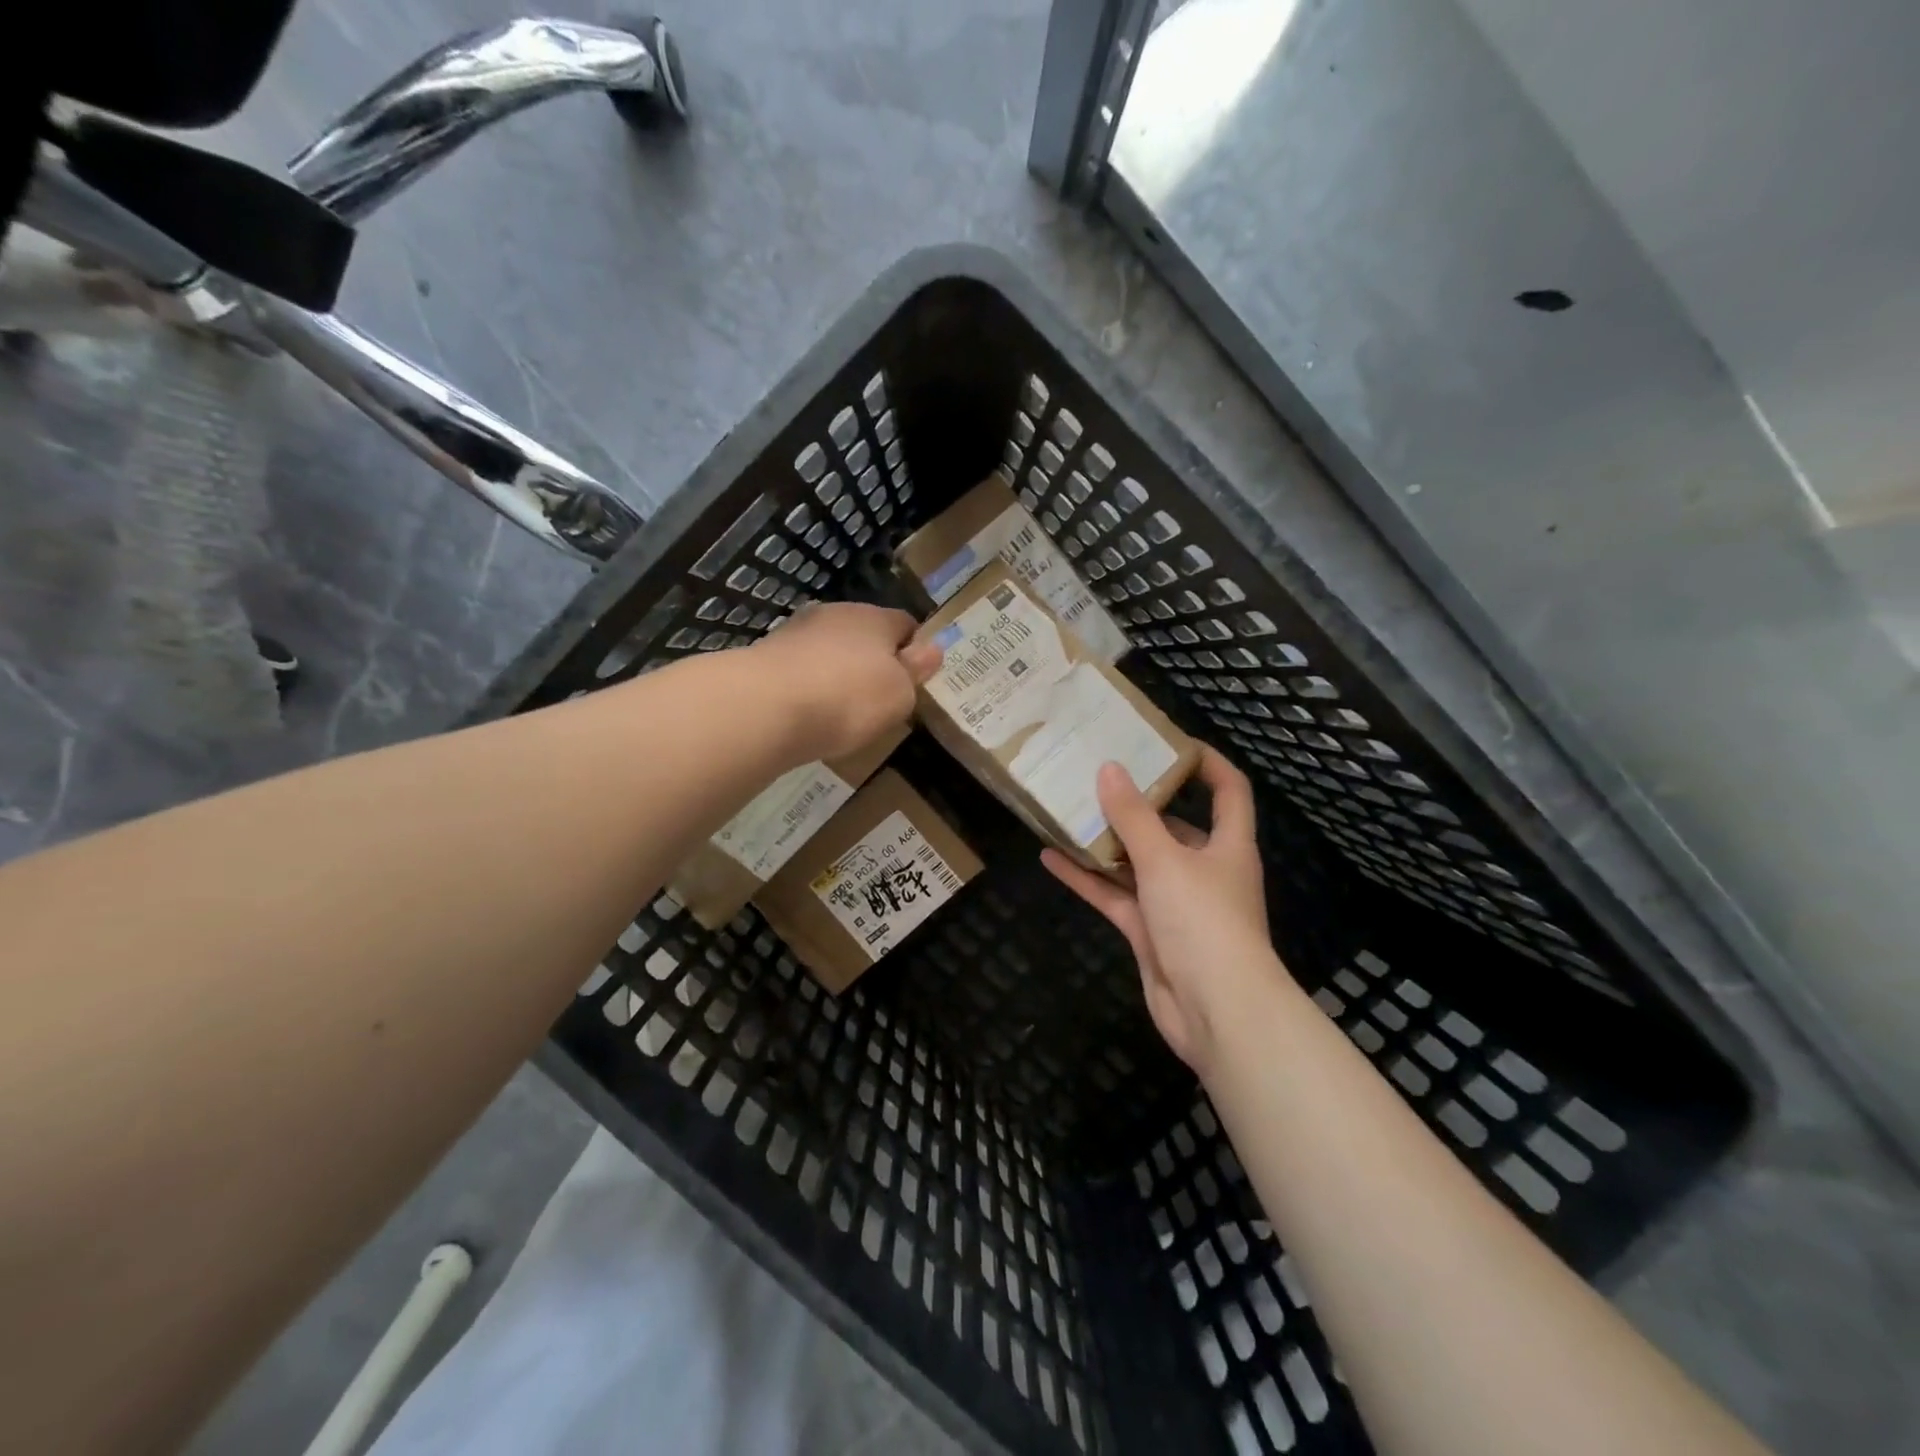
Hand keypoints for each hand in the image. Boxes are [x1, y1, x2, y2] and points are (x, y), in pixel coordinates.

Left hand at [748, 602, 941, 760]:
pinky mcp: (765, 656)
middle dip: (872, 659)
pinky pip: (800, 669)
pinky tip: (808, 712)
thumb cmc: (848, 698)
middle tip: (879, 697)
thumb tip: (931, 650)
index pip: (905, 623)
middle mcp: (834, 614)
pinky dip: (808, 686)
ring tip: (841, 709)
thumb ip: (915, 672)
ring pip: (828, 649)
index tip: (915, 678)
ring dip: (837, 671)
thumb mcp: (899, 694)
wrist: (765, 707)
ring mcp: (795, 632)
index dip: (914, 648)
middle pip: (864, 633)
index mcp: (874, 617)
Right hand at [1042, 747, 1287, 1078]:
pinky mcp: (1150, 932)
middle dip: (1138, 803)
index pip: (1228, 791)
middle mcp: (1204, 869)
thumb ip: (1134, 816)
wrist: (1216, 1013)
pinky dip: (1087, 879)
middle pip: (1172, 826)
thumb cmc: (1204, 921)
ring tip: (1067, 809)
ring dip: (1105, 841)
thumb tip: (1109, 769)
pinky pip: (1115, 895)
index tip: (1168, 742)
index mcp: (1227, 845)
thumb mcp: (1166, 860)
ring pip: (1137, 862)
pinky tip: (1051, 857)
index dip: (1206, 762)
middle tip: (1098, 775)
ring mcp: (1175, 903)